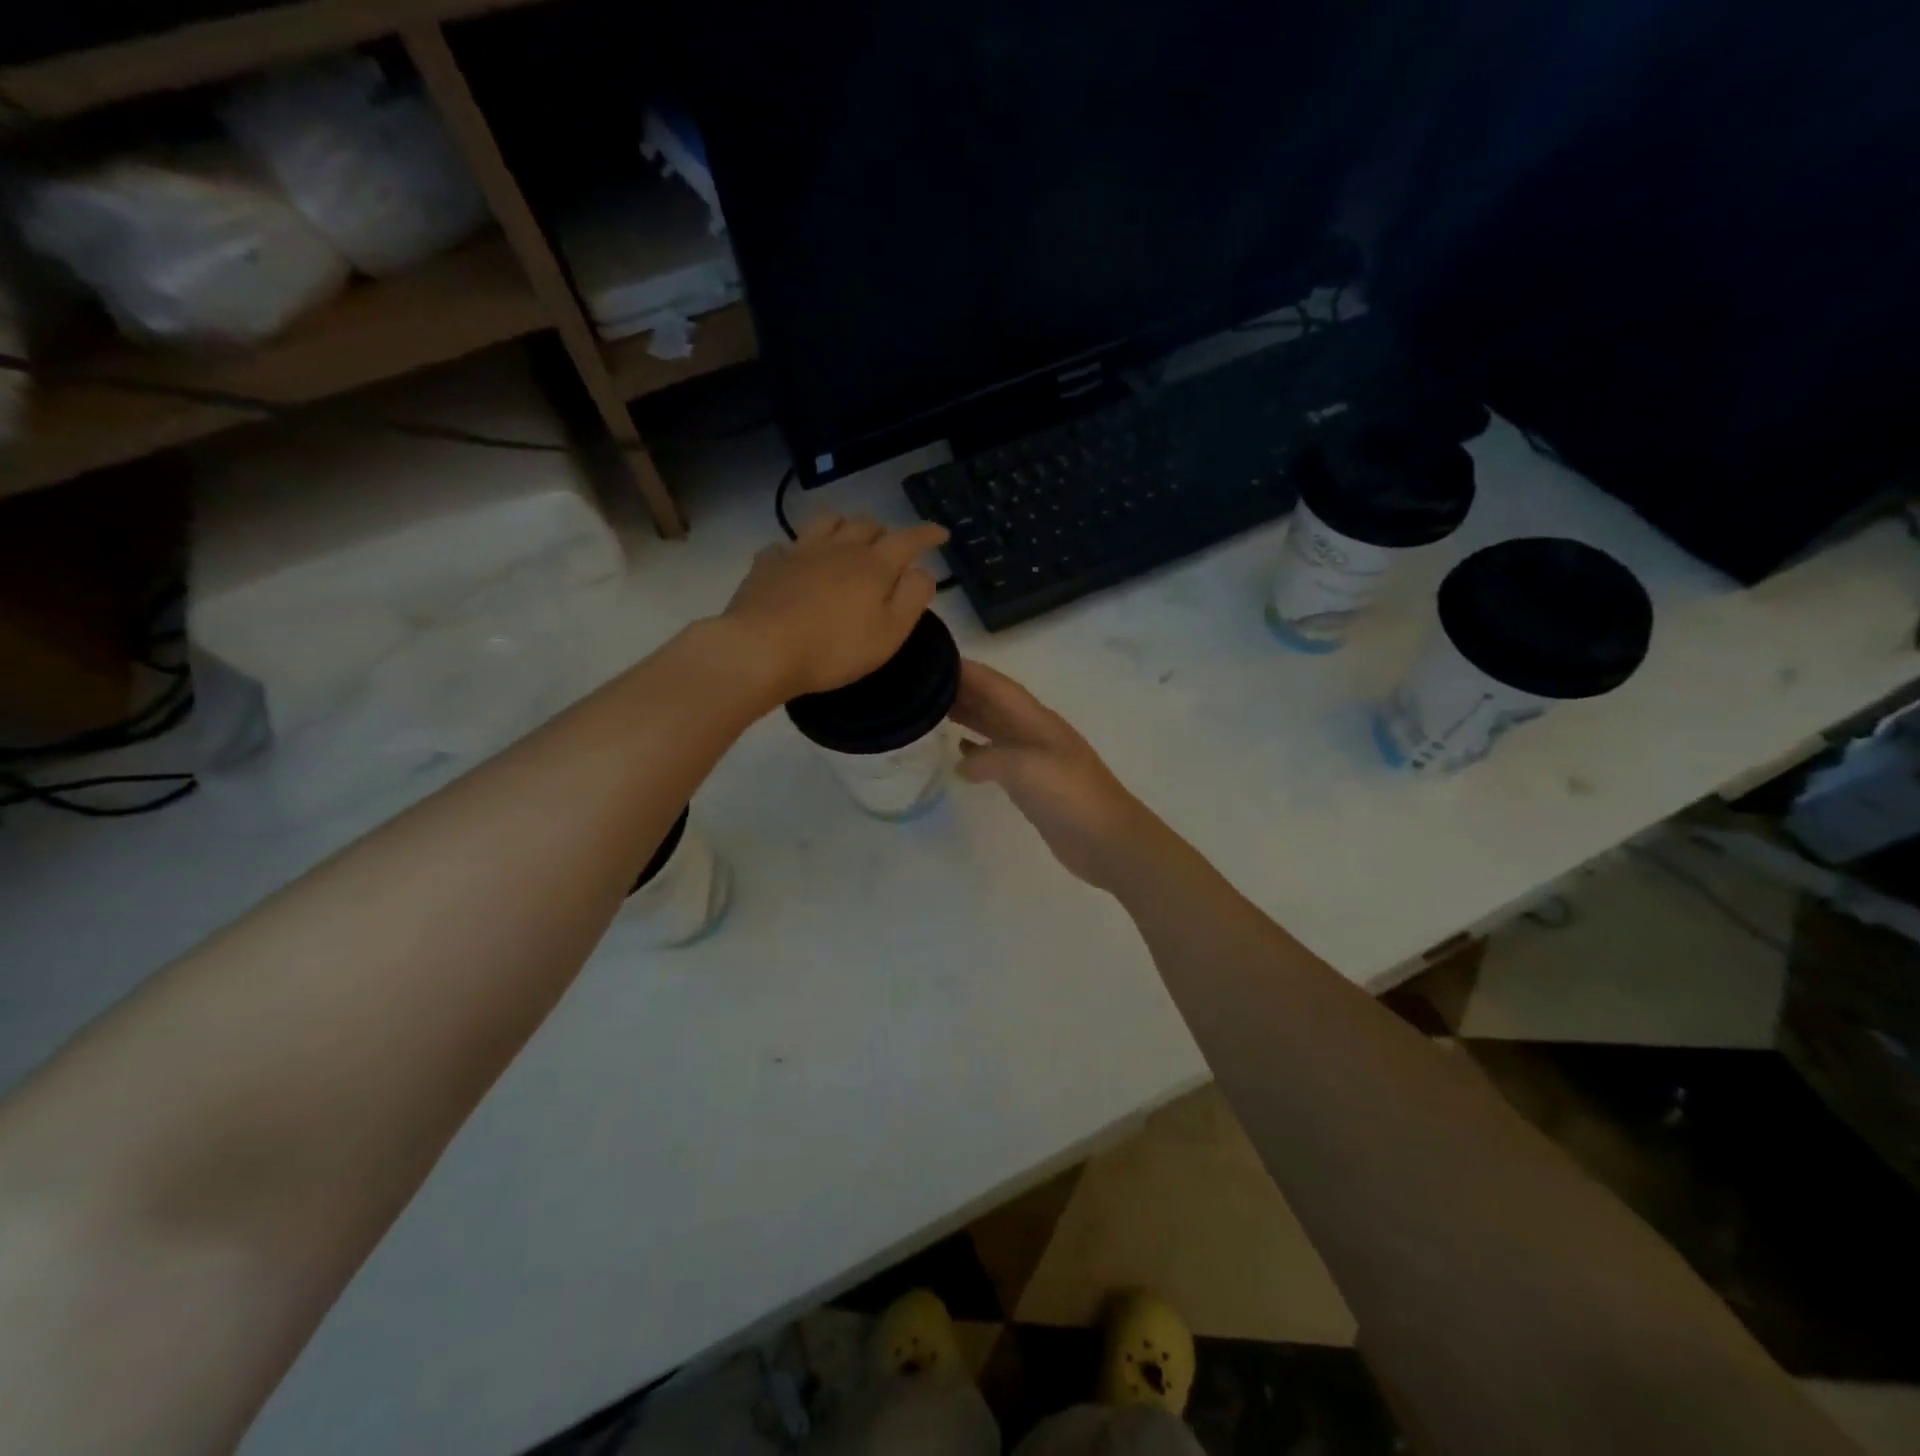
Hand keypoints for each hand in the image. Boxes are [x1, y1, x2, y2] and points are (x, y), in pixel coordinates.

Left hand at [721, 515, 949, 699]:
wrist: (761, 649)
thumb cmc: (834, 648)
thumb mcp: (889, 633)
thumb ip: (913, 598)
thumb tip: (923, 571)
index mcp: (873, 565)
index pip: (908, 539)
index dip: (927, 533)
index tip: (941, 533)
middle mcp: (838, 548)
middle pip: (866, 524)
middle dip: (884, 532)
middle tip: (889, 550)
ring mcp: (799, 552)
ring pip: (827, 522)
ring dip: (843, 528)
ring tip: (846, 543)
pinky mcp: (767, 564)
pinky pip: (787, 545)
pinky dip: (799, 550)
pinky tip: (796, 563)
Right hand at [952, 659, 1172, 892]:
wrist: (1109, 842)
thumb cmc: (1071, 797)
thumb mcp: (1025, 769)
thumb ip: (988, 759)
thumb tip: (962, 764)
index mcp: (1037, 721)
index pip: (996, 686)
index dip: (968, 671)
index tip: (932, 660)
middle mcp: (1034, 733)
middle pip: (994, 703)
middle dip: (962, 691)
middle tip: (921, 688)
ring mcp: (1035, 760)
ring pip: (995, 728)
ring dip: (968, 717)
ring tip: (932, 713)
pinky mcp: (1033, 786)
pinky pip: (999, 758)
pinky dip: (978, 752)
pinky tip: (959, 756)